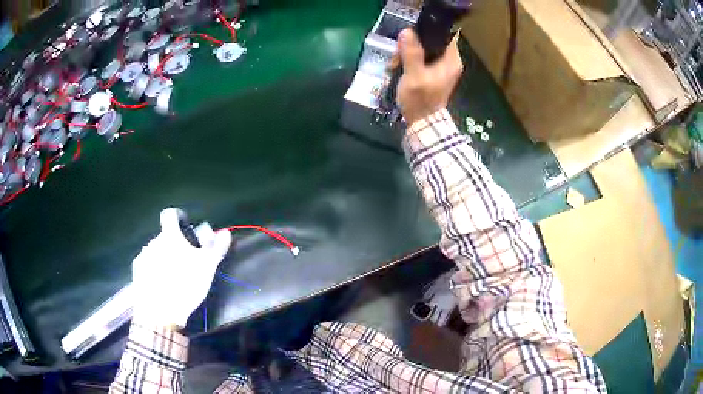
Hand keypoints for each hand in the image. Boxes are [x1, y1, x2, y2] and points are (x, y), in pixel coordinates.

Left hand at [132, 208, 231, 327]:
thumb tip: (226, 233)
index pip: (170, 215)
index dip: (177, 218)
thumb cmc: (185, 285)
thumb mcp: (207, 268)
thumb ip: (217, 248)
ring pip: (155, 251)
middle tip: (184, 261)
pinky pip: (147, 264)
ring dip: (163, 257)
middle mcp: (153, 242)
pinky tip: (161, 284)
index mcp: (170, 237)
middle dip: (173, 244)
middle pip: (164, 237)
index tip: (184, 228)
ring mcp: (143, 256)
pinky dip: (154, 269)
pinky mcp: (137, 272)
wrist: (160, 312)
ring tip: (173, 276)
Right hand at [396, 28, 463, 125]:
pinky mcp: (431, 72)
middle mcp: (449, 61)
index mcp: (451, 60)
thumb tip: (407, 31)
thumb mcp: (414, 75)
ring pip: (421, 49)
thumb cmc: (420, 100)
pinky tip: (397, 68)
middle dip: (410, 46)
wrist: (421, 122)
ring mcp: (440, 67)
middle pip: (429, 41)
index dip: (426, 32)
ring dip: (405, 54)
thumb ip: (411, 53)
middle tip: (397, 56)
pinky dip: (407, 61)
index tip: (409, 38)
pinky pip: (418, 58)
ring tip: (394, 65)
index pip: (443, 35)